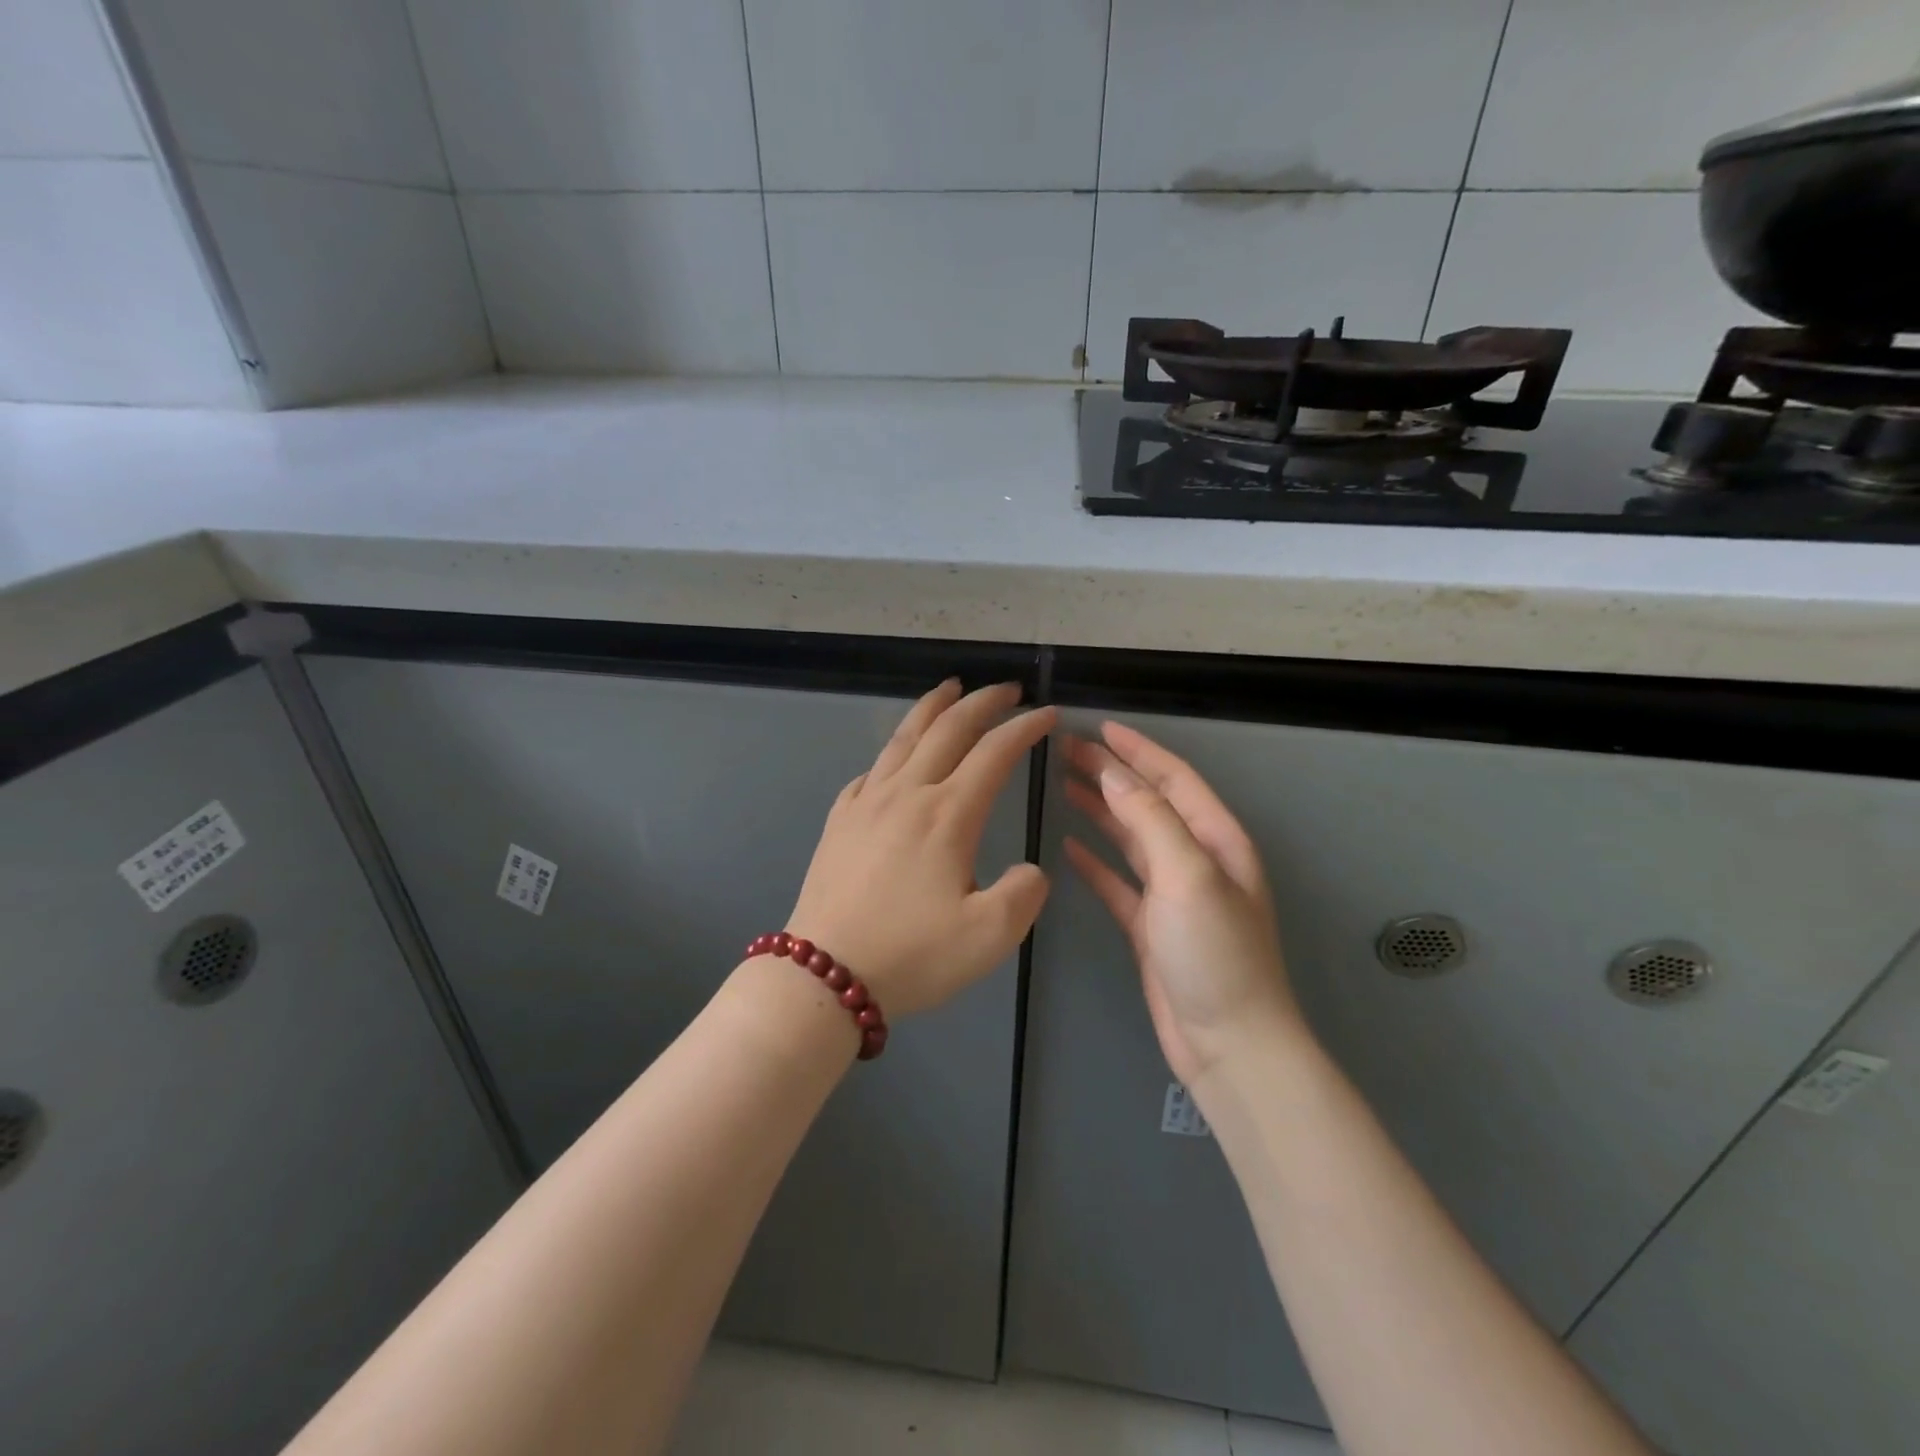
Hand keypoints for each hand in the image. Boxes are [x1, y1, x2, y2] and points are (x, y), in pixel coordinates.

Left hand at [787, 680, 1053, 1017]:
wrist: (824, 975)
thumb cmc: (913, 955)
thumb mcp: (990, 936)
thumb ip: (1025, 893)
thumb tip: (1030, 870)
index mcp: (948, 814)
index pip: (994, 752)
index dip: (1025, 728)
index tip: (1047, 714)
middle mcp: (907, 794)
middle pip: (948, 729)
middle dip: (983, 702)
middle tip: (1008, 690)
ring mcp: (867, 803)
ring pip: (903, 737)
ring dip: (932, 707)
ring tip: (950, 688)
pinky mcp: (840, 820)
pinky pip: (871, 769)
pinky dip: (893, 749)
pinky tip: (896, 756)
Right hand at [1062, 722, 1304, 1084]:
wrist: (1228, 1043)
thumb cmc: (1215, 952)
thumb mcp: (1188, 875)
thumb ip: (1151, 819)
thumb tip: (1113, 774)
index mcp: (1216, 840)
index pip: (1173, 779)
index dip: (1138, 750)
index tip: (1099, 728)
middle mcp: (1196, 859)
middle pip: (1148, 803)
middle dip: (1111, 774)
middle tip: (1067, 751)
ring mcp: (1172, 894)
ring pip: (1131, 838)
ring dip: (1101, 810)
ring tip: (1064, 786)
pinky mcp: (1150, 925)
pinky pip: (1118, 881)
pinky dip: (1095, 861)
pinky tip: (1070, 846)